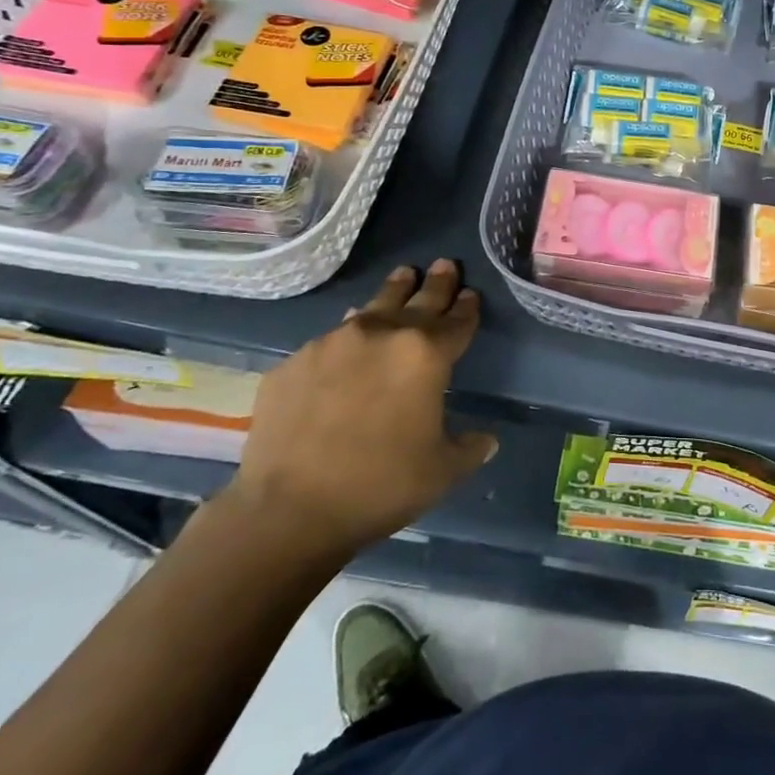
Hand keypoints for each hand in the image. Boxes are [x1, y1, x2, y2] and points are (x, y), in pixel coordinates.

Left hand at [223, 259, 496, 559]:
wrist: (287, 510)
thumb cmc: (380, 486)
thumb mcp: (442, 471)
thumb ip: (469, 448)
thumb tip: (486, 440)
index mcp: (426, 355)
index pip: (456, 321)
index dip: (467, 308)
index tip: (471, 294)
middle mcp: (382, 335)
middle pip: (417, 300)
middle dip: (434, 283)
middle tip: (443, 264)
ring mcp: (332, 344)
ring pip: (371, 309)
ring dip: (391, 295)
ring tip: (401, 278)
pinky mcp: (292, 364)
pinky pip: (330, 340)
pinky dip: (347, 337)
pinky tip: (346, 346)